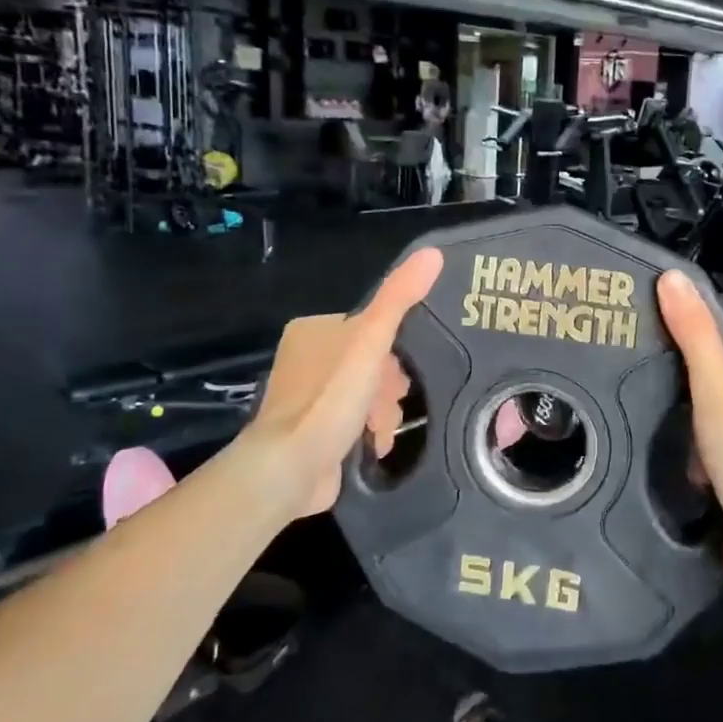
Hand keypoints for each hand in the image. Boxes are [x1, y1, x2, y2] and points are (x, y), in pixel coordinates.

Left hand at [240, 247, 442, 519]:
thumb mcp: (370, 340)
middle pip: (370, 364)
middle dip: (389, 387)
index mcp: (313, 331)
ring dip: (383, 413)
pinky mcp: (311, 434)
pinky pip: (354, 423)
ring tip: (380, 430)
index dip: (393, 350)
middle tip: (392, 403)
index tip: (404, 374)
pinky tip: (373, 446)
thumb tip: (433, 253)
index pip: (368, 329)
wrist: (289, 469)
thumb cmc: (329, 398)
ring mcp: (307, 399)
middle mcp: (306, 360)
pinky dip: (368, 433)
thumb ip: (399, 298)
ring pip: (365, 395)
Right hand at [656, 271, 722, 594]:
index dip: (717, 376)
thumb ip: (694, 334)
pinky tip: (706, 489)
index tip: (695, 394)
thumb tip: (671, 276)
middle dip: (710, 420)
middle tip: (692, 434)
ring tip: (697, 467)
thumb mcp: (720, 388)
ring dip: (710, 451)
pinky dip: (721, 478)